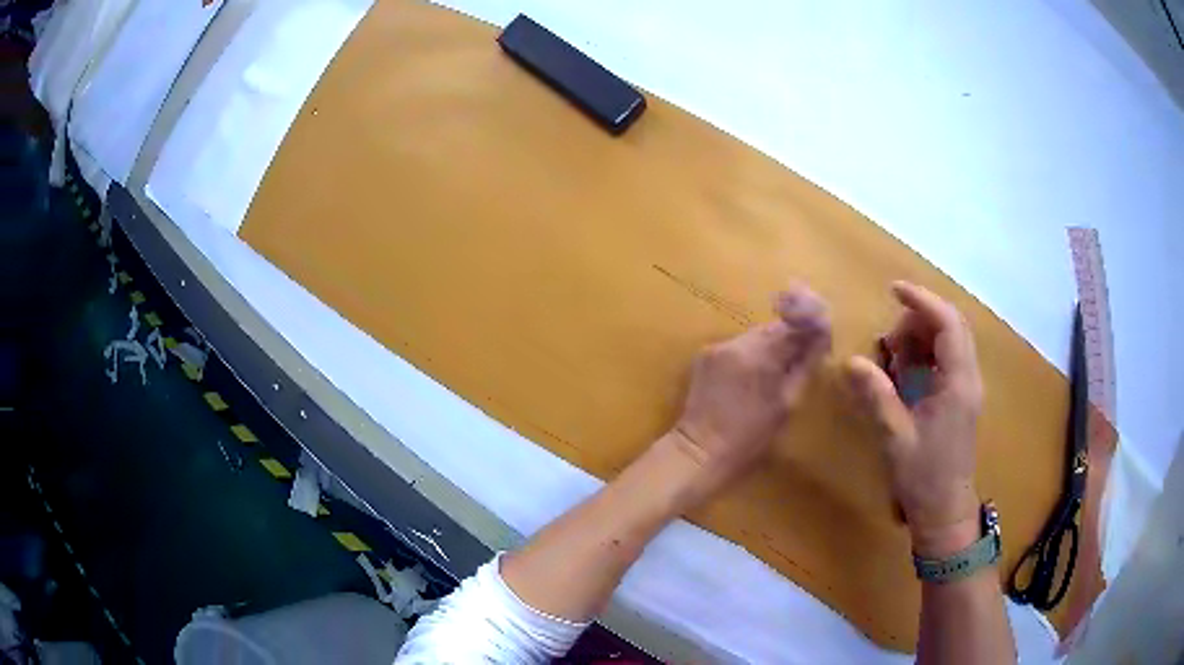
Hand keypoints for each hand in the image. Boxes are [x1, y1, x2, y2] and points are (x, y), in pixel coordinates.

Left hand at [669, 284, 831, 502]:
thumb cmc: (750, 437)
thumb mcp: (787, 405)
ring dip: (770, 346)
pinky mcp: (705, 355)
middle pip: (773, 327)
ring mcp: (718, 347)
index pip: (794, 325)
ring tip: (778, 370)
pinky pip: (736, 347)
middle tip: (803, 356)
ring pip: (754, 336)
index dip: (811, 328)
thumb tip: (820, 342)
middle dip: (790, 337)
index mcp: (761, 353)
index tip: (822, 339)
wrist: (700, 451)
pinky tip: (752, 376)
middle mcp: (738, 342)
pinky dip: (750, 355)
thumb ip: (804, 367)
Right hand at [844, 281, 983, 553]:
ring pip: (951, 342)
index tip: (894, 291)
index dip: (922, 301)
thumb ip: (877, 395)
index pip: (948, 324)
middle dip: (921, 319)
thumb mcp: (896, 436)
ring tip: (894, 356)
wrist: (945, 512)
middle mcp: (969, 378)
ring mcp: (967, 388)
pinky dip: (926, 355)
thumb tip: (851, 362)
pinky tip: (905, 374)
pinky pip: (947, 361)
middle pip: (952, 326)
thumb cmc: (923, 477)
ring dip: (923, 338)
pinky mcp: (961, 399)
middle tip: (890, 336)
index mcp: (958, 383)